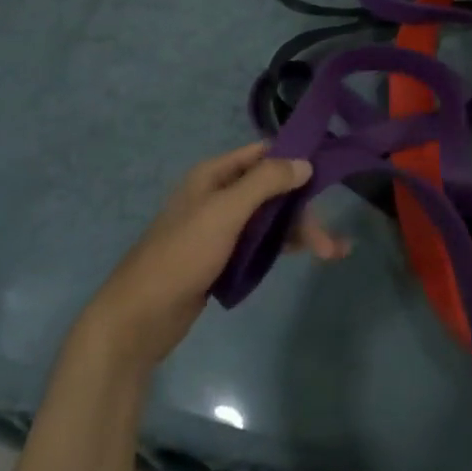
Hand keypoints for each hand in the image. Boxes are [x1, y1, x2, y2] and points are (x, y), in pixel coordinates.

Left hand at [79, 142, 347, 370]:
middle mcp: (219, 195)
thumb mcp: (225, 212)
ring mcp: (220, 227)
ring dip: (299, 230)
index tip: (329, 170)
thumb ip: (265, 182)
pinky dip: (283, 246)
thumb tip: (304, 162)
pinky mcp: (223, 257)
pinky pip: (260, 242)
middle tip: (328, 241)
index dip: (294, 158)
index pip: (263, 153)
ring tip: (331, 252)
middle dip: (302, 209)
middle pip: (271, 190)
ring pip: (269, 218)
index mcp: (214, 175)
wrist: (140, 317)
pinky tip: (306, 255)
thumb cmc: (182, 254)